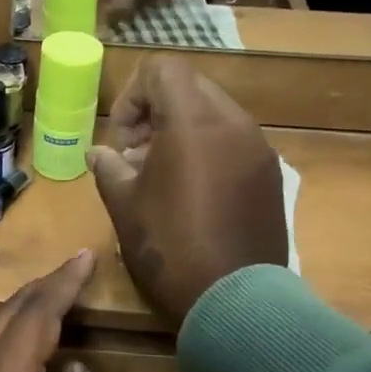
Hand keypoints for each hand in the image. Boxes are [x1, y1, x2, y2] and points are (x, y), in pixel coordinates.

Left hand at [0, 252, 110, 371]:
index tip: (86, 258)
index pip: (34, 318)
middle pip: (4, 321)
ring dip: (19, 318)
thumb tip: (75, 371)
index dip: (62, 285)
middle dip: (39, 292)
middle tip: (73, 274)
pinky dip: (3, 346)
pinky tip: (21, 356)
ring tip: (53, 304)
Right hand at [87, 56, 286, 326]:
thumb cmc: (170, 248)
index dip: (132, 96)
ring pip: (214, 114)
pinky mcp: (271, 176)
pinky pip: (234, 142)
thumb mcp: (124, 206)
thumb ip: (108, 168)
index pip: (163, 69)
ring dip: (182, 131)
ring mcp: (259, 149)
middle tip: (136, 156)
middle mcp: (234, 123)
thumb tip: (99, 153)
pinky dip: (208, 151)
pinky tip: (192, 193)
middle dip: (156, 112)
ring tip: (161, 177)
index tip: (121, 139)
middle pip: (190, 87)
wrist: (235, 302)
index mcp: (194, 122)